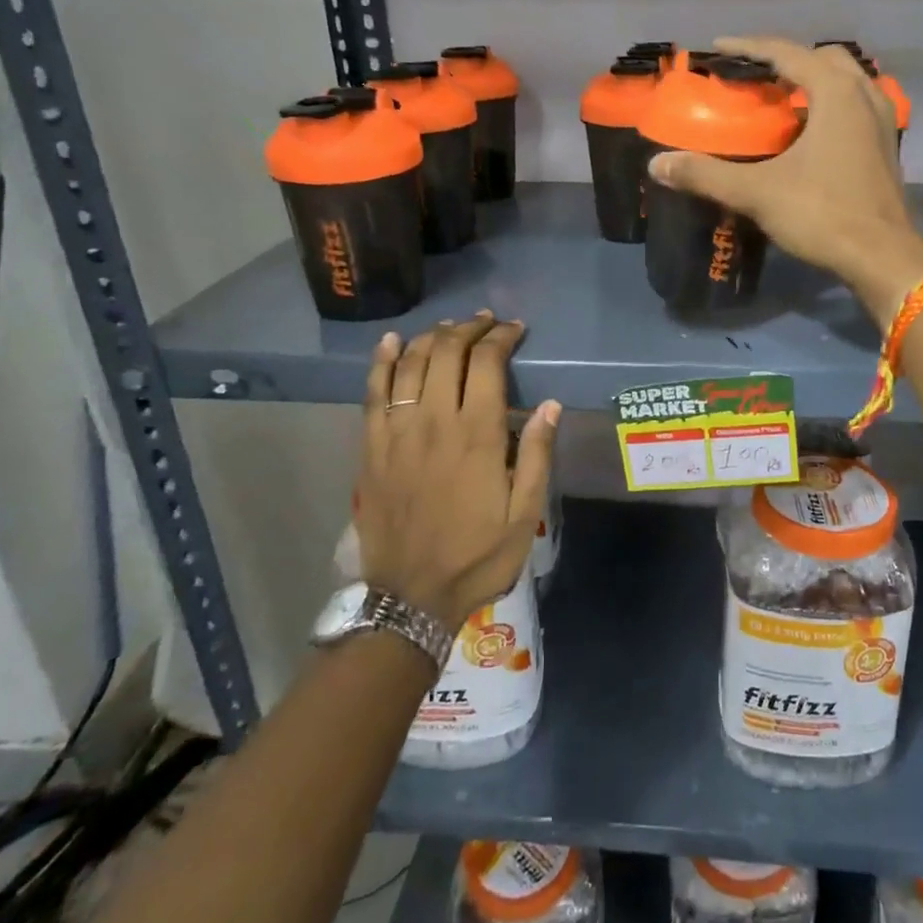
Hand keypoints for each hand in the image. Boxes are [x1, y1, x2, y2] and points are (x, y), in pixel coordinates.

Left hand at [352, 312, 559, 629]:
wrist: (410, 598)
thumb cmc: (476, 557)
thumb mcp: (524, 515)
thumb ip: (536, 455)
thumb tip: (551, 405)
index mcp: (476, 435)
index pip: (486, 364)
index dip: (501, 338)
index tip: (515, 330)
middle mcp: (434, 422)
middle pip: (447, 353)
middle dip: (468, 330)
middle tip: (485, 324)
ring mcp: (397, 433)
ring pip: (410, 365)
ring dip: (432, 338)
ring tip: (449, 328)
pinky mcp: (372, 448)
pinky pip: (372, 393)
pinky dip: (382, 362)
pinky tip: (391, 342)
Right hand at [648, 36, 922, 316]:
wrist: (883, 258)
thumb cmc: (823, 214)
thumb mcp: (758, 192)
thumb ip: (706, 175)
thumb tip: (657, 164)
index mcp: (836, 93)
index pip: (787, 52)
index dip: (749, 47)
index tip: (718, 47)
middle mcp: (865, 96)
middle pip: (824, 59)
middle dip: (788, 60)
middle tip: (756, 77)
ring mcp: (882, 123)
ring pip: (847, 83)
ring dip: (815, 82)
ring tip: (782, 101)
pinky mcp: (887, 149)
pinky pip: (856, 108)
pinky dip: (831, 107)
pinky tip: (812, 134)